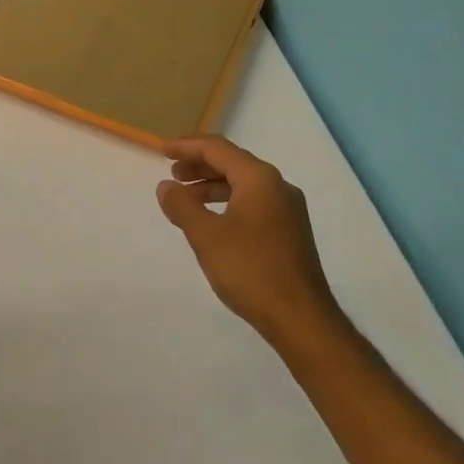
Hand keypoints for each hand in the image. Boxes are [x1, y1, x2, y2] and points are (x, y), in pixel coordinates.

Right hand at [157, 135, 339, 348]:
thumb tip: (166, 186)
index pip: (218, 149)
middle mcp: (278, 187)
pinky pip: (253, 203)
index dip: (188, 147)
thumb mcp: (206, 236)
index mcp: (259, 179)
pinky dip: (227, 202)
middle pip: (233, 162)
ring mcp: (287, 210)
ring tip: (186, 198)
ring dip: (212, 185)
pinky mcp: (289, 231)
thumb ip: (182, 206)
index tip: (163, 152)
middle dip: (200, 165)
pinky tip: (212, 221)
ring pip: (243, 184)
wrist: (300, 317)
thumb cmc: (250, 270)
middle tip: (172, 174)